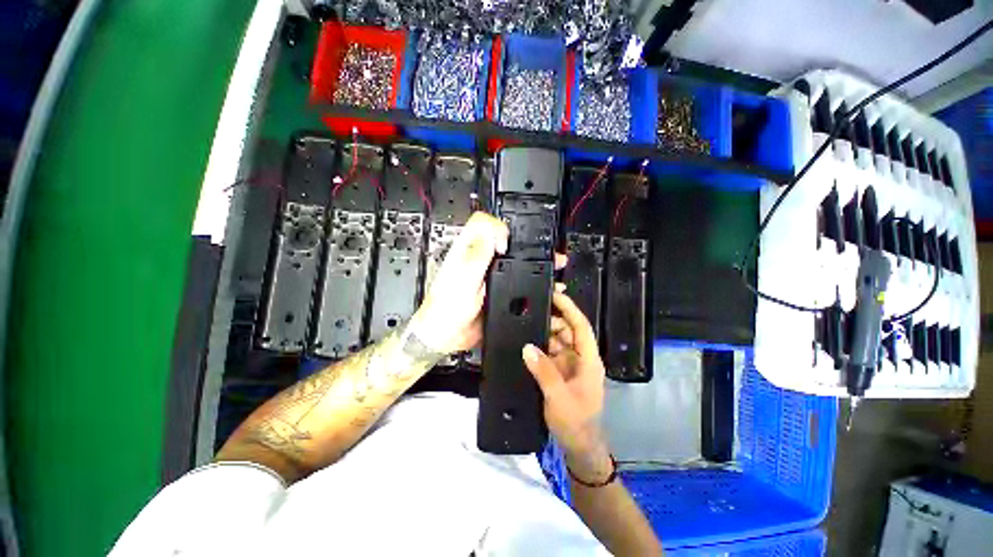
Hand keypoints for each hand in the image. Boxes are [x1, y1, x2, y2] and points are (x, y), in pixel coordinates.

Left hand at [408, 212, 507, 354]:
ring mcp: (482, 270)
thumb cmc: (446, 308)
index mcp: (463, 250)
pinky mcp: (490, 283)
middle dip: (508, 237)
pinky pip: (505, 270)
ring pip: (500, 250)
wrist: (447, 333)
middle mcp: (473, 257)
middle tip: (512, 252)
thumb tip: (493, 234)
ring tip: (516, 262)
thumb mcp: (463, 279)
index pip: (482, 222)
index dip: (497, 227)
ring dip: (511, 253)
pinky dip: (513, 269)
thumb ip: (478, 255)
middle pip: (494, 233)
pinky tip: (513, 276)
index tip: (503, 246)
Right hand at [522, 292, 610, 475]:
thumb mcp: (559, 397)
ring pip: (558, 340)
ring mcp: (570, 364)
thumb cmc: (576, 421)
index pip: (581, 326)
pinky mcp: (560, 371)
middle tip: (530, 312)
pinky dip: (540, 346)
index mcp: (588, 359)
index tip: (554, 295)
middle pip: (568, 330)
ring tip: (525, 325)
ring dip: (544, 332)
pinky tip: (527, 343)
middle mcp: (581, 357)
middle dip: (552, 319)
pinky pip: (549, 352)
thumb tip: (527, 347)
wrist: (578, 446)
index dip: (569, 308)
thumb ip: (544, 371)